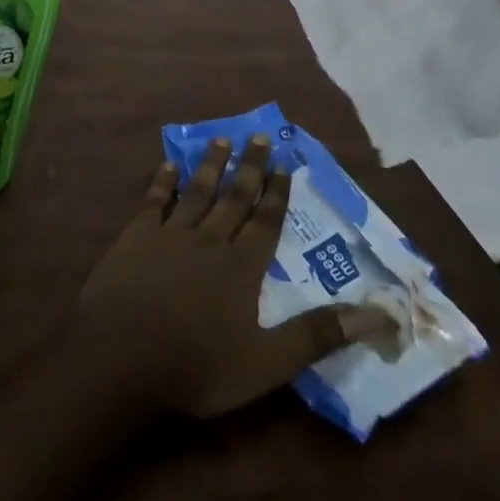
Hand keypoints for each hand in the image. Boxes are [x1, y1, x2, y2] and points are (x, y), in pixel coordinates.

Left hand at [74, 135, 391, 417]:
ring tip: (221, 138)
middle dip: (249, 166)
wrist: (121, 357)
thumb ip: (318, 335)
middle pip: (234, 196)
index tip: (285, 163)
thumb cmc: (197, 365)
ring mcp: (170, 234)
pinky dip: (162, 181)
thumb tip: (378, 314)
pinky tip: (167, 164)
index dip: (277, 192)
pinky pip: (153, 200)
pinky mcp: (136, 236)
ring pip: (197, 190)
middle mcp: (209, 239)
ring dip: (210, 164)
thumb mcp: (267, 362)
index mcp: (241, 266)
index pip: (266, 221)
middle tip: (259, 135)